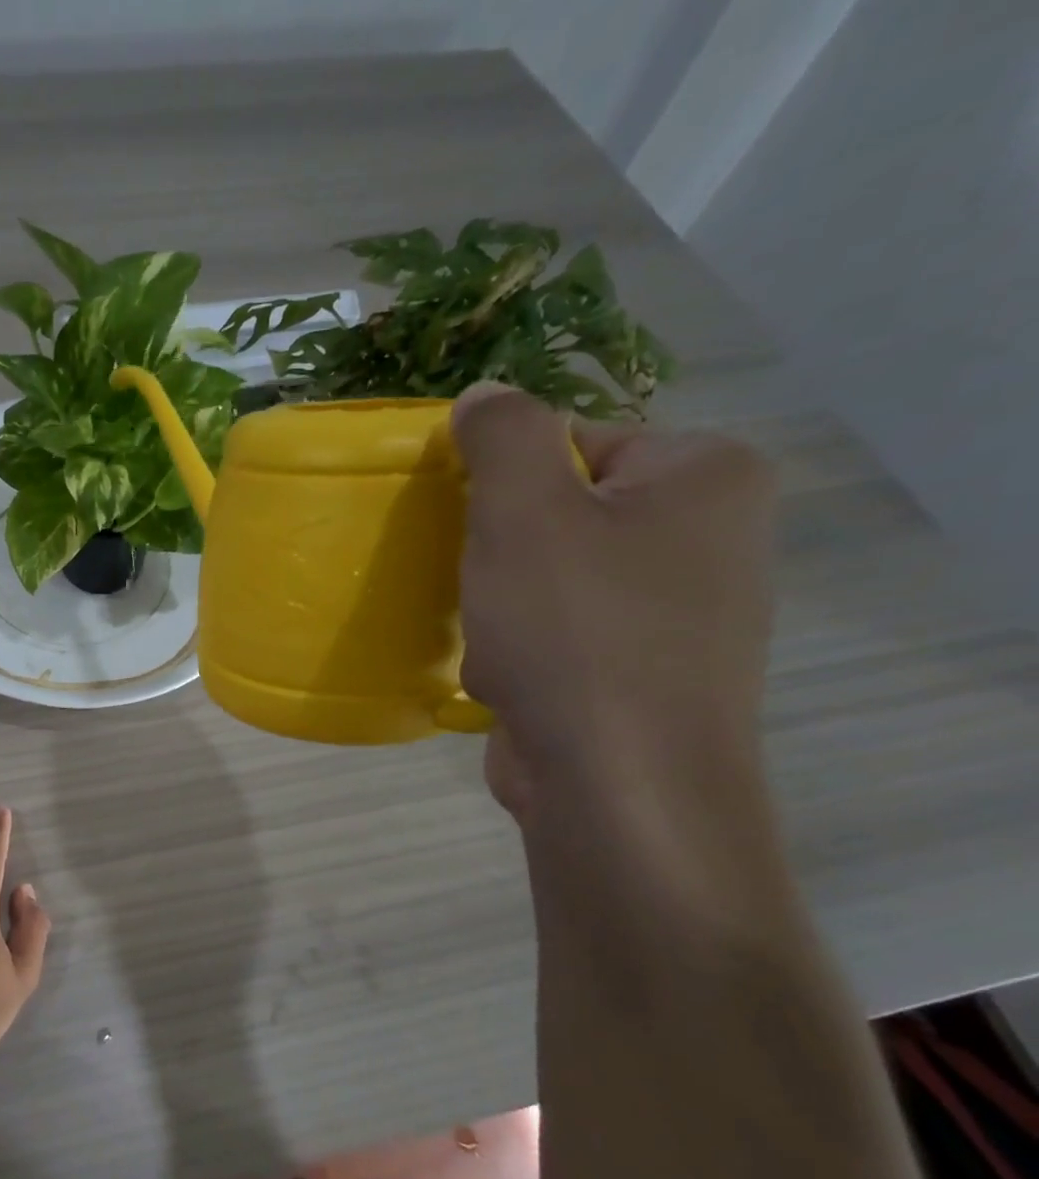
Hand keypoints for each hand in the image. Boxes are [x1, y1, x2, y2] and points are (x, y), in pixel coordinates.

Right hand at [452, 384, 776, 817]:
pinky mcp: (647, 675)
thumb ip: (501, 436)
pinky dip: (524, 651)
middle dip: (502, 551)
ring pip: (555, 581)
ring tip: (492, 644)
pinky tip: (507, 680)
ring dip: (503, 606)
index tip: (467, 526)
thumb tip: (483, 396)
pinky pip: (564, 636)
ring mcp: (683, 614)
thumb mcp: (522, 511)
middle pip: (564, 513)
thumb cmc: (573, 630)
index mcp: (704, 475)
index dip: (504, 480)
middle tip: (478, 586)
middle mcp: (712, 537)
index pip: (576, 441)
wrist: (618, 782)